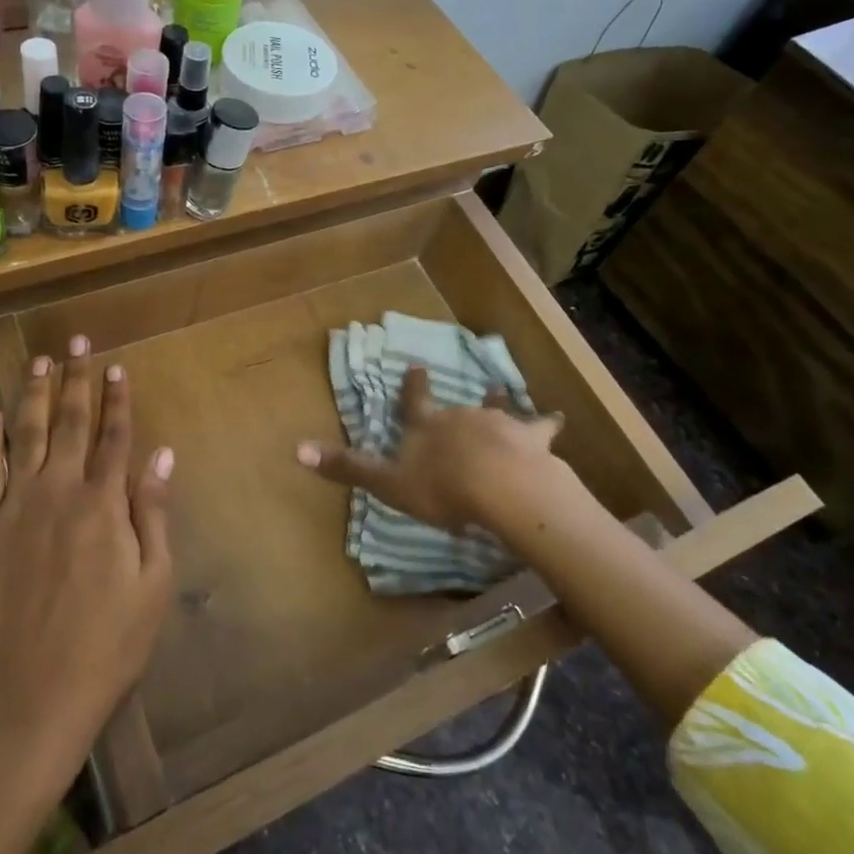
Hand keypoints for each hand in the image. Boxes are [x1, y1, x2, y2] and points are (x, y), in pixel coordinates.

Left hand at [0, 335, 175, 746]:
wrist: (35, 693)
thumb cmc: (109, 642)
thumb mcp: (154, 581)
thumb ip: (154, 511)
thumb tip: (161, 452)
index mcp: (103, 504)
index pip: (114, 435)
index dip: (117, 398)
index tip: (116, 365)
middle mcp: (58, 492)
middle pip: (69, 422)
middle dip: (75, 378)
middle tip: (76, 340)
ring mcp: (15, 507)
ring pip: (24, 434)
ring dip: (32, 393)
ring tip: (37, 360)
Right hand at [296, 366, 565, 535]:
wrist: (501, 487)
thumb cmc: (442, 488)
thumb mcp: (388, 483)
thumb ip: (348, 467)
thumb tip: (296, 449)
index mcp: (427, 427)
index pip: (415, 402)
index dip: (413, 386)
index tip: (416, 365)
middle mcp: (461, 416)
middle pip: (456, 407)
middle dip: (456, 404)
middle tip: (455, 392)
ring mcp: (498, 423)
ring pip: (496, 409)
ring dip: (496, 405)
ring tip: (500, 393)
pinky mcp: (530, 437)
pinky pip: (541, 427)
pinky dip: (546, 424)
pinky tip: (557, 420)